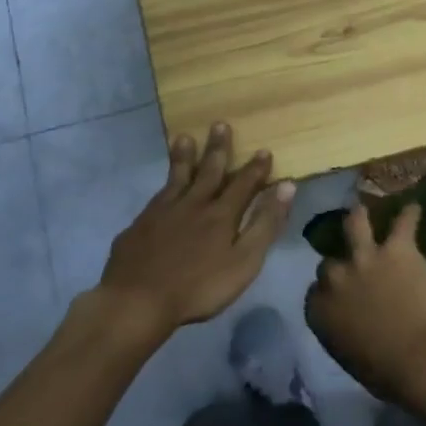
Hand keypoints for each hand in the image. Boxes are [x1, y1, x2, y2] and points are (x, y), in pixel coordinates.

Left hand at [98, 122, 295, 337]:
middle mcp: (193, 204)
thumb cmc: (199, 288)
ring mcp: (163, 212)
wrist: (138, 300)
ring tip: (184, 138)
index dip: (255, 168)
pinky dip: (162, 186)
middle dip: (218, 148)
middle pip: (209, 171)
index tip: (263, 150)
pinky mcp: (140, 224)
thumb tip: (287, 186)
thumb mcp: (244, 261)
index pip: (243, 184)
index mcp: (221, 214)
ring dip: (184, 157)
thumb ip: (265, 224)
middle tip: (220, 124)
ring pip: (177, 177)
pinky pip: (156, 198)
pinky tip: (161, 188)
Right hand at [305, 203, 425, 406]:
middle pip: (331, 262)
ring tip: (363, 208)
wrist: (423, 357)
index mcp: (320, 310)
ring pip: (356, 222)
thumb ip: (340, 330)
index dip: (328, 292)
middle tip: (352, 266)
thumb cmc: (386, 372)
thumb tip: (348, 323)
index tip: (338, 296)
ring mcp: (366, 258)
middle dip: (342, 264)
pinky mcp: (398, 248)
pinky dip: (410, 215)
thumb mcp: (348, 356)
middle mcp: (336, 278)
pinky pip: (404, 222)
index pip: (315, 292)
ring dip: (359, 216)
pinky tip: (414, 208)